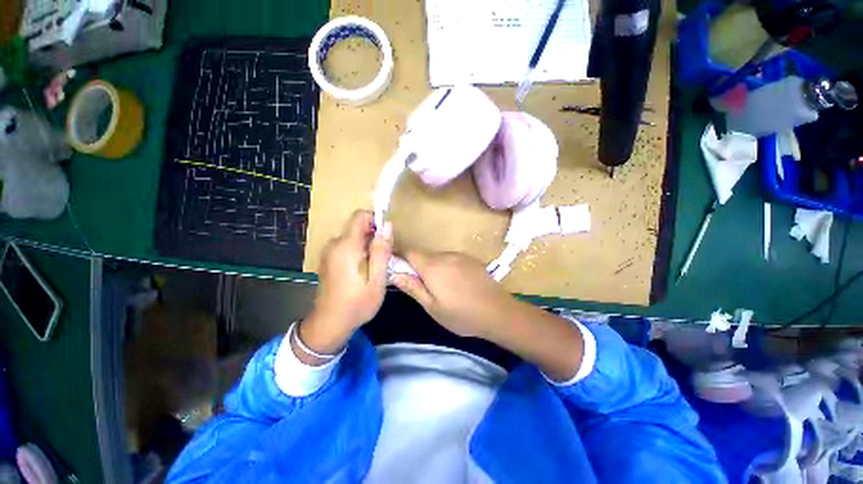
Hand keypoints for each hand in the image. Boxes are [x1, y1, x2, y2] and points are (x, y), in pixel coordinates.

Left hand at [299, 210, 391, 357]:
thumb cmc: (357, 304)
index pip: (360, 216)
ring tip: (375, 267)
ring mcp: (329, 252)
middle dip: (374, 236)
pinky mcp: (328, 259)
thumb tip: (388, 226)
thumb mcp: (377, 280)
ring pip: (353, 237)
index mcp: (346, 247)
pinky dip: (358, 251)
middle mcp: (334, 244)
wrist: (329, 324)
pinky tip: (363, 270)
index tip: (386, 237)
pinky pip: (347, 246)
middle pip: (358, 227)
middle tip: (384, 258)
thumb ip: (381, 251)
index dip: (376, 220)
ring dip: (367, 245)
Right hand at [390, 251, 520, 340]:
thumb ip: (413, 288)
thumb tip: (394, 274)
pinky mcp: (471, 259)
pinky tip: (457, 284)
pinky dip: (448, 268)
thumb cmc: (462, 314)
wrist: (499, 312)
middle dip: (418, 267)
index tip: (398, 269)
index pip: (410, 252)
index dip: (400, 257)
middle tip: (423, 288)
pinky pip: (452, 259)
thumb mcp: (432, 307)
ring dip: (434, 268)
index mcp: (432, 266)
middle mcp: (445, 255)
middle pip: (424, 255)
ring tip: (443, 289)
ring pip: (438, 258)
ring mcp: (460, 256)